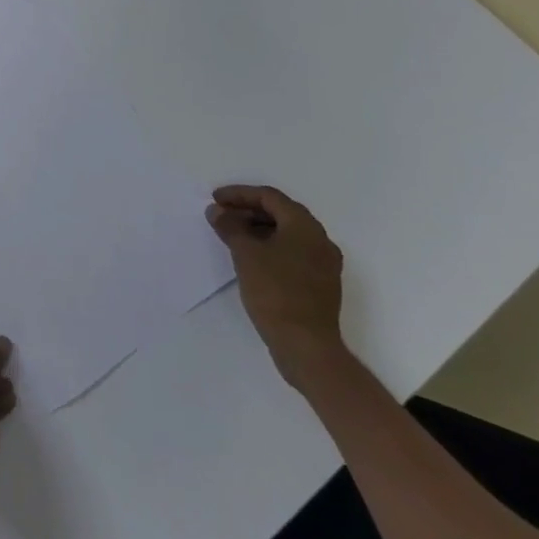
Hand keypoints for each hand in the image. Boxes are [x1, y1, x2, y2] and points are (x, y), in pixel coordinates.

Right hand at [207, 185, 345, 388]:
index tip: (215, 199)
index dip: (239, 194)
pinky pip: (292, 252)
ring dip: (258, 228)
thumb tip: (217, 211)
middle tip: (221, 215)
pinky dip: (270, 246)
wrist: (305, 345)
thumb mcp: (245, 253)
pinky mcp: (320, 283)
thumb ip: (230, 226)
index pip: (270, 197)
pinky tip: (250, 257)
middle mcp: (320, 240)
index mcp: (305, 227)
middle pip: (281, 213)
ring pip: (287, 233)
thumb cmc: (275, 291)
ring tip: (231, 235)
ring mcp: (323, 264)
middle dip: (248, 210)